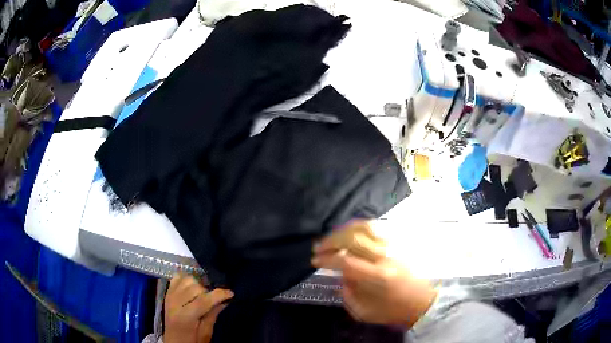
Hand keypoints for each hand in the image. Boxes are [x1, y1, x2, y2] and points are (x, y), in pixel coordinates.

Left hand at [164, 274, 233, 342]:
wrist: (174, 340)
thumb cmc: (192, 340)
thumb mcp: (205, 333)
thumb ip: (213, 315)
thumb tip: (225, 301)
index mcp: (185, 317)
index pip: (203, 300)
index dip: (219, 295)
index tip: (231, 293)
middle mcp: (175, 303)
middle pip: (196, 287)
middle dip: (208, 292)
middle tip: (214, 299)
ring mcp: (169, 295)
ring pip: (187, 279)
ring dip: (198, 285)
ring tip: (203, 294)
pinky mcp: (167, 292)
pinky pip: (177, 277)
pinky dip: (186, 279)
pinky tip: (192, 287)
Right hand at [312, 221, 437, 328]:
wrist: (423, 301)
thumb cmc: (394, 310)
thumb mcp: (365, 311)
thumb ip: (348, 293)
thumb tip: (340, 275)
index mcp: (378, 276)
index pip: (346, 261)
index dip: (327, 259)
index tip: (314, 261)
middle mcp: (385, 256)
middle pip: (352, 238)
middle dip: (330, 241)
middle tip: (318, 248)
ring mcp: (393, 246)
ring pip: (364, 227)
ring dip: (343, 231)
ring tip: (331, 239)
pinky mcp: (398, 243)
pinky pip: (375, 228)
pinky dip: (358, 228)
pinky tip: (349, 234)